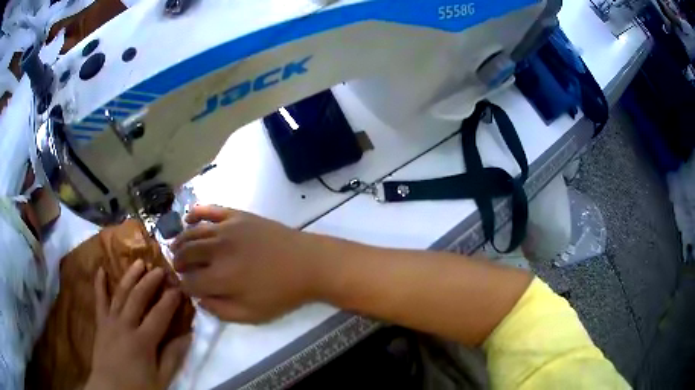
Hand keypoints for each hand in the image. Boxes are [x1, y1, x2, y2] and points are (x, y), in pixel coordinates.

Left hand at [85, 260, 190, 389]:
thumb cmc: (139, 387)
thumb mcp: (162, 379)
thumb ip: (173, 357)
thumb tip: (188, 335)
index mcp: (143, 341)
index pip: (159, 315)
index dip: (170, 300)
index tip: (179, 288)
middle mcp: (125, 325)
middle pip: (138, 298)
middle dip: (150, 281)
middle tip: (160, 269)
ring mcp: (110, 321)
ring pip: (120, 294)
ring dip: (130, 277)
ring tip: (139, 262)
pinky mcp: (100, 323)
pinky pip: (99, 300)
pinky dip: (99, 284)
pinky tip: (101, 269)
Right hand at [171, 205, 350, 322]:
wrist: (308, 263)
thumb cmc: (282, 293)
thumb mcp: (252, 315)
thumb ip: (221, 311)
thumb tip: (199, 300)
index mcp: (221, 278)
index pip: (190, 281)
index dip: (184, 285)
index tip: (184, 287)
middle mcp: (218, 250)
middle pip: (187, 253)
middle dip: (178, 261)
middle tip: (177, 266)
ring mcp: (227, 229)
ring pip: (193, 232)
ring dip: (180, 240)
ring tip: (176, 247)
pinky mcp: (237, 215)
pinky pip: (210, 209)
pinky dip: (195, 212)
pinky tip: (188, 218)